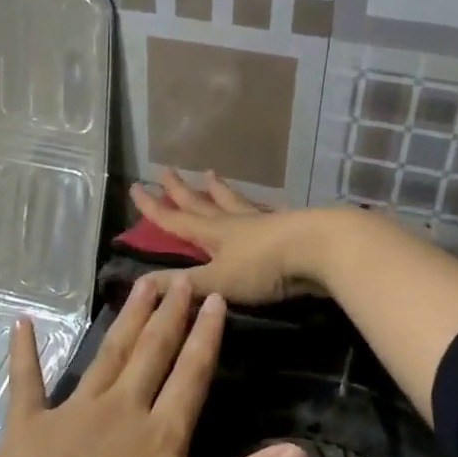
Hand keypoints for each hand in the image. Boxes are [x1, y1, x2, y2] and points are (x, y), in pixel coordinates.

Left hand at [0, 274, 308, 456]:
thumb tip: (301, 451)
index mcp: (160, 437)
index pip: (191, 375)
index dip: (206, 336)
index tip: (214, 298)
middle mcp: (118, 412)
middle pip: (150, 353)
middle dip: (168, 314)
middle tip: (179, 277)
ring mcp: (68, 416)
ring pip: (106, 356)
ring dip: (125, 321)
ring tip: (139, 286)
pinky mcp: (24, 430)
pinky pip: (25, 383)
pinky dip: (24, 353)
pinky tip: (21, 323)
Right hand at [129, 169, 342, 305]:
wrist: (322, 249)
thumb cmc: (265, 267)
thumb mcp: (218, 280)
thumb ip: (183, 285)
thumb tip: (139, 285)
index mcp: (213, 233)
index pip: (175, 219)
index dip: (154, 207)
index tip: (136, 187)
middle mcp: (235, 222)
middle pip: (202, 203)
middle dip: (181, 191)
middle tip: (166, 171)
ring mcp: (263, 221)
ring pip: (235, 202)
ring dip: (220, 190)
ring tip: (210, 174)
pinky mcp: (289, 226)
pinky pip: (268, 211)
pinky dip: (260, 206)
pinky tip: (264, 204)